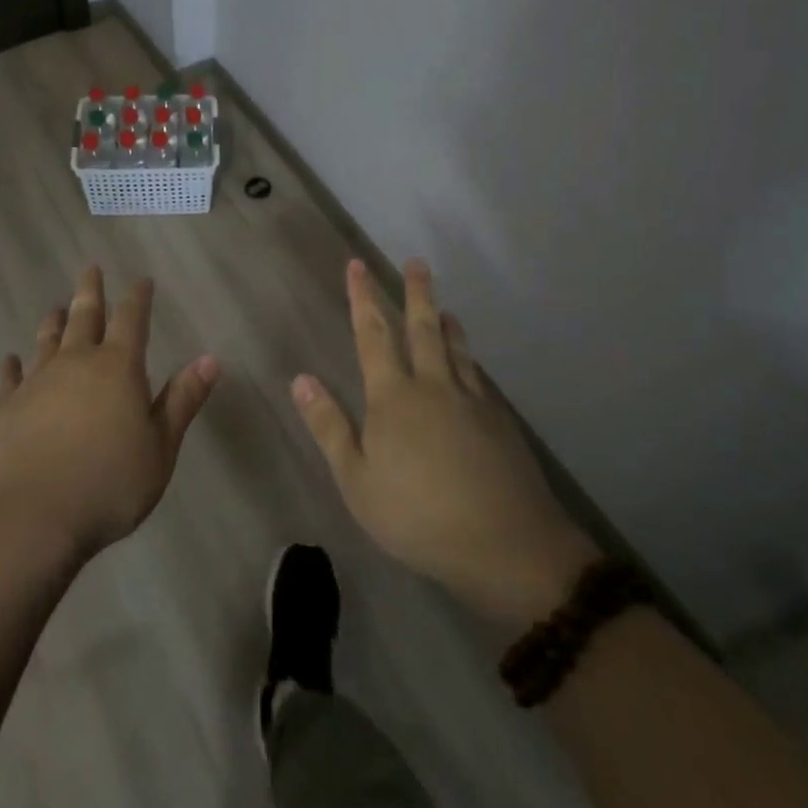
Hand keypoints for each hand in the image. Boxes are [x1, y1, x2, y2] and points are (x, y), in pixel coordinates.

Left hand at [0, 265, 218, 561]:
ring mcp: (36, 383)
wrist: (33, 518)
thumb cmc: (110, 484)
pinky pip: (8, 379)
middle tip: (91, 268)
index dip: (138, 297)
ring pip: (47, 341)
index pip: (132, 319)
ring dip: (54, 321)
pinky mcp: (5, 408)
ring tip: (56, 306)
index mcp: (118, 368)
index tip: (142, 279)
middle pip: (84, 316)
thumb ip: (182, 400)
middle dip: (91, 291)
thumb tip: (211, 358)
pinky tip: (10, 360)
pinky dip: (12, 367)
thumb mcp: (160, 446)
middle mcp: (75, 363)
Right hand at [293, 258, 600, 627]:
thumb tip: (301, 378)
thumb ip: (329, 427)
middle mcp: (433, 385)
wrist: (506, 544)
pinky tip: (471, 365)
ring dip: (446, 322)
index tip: (357, 266)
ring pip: (456, 348)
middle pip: (422, 328)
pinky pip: (478, 375)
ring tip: (443, 307)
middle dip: (415, 293)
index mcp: (393, 396)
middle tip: (416, 262)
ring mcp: (471, 400)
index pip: (373, 335)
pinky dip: (469, 357)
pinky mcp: (499, 420)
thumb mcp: (357, 481)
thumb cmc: (418, 515)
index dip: (363, 298)